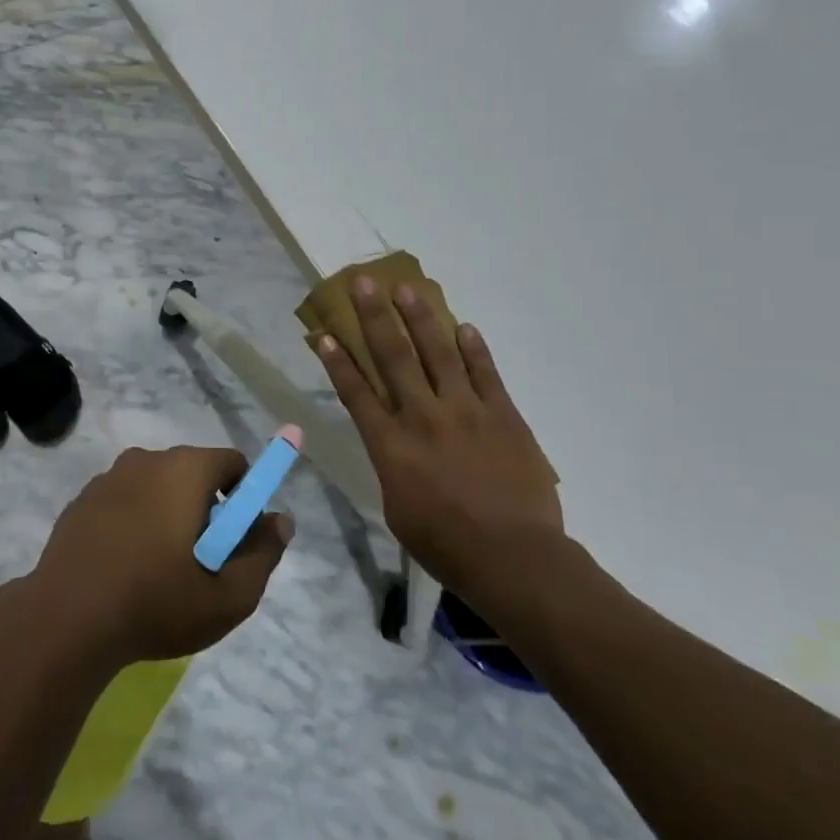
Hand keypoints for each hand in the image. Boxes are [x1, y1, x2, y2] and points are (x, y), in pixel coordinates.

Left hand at [32, 445, 292, 665]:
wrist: (66, 620)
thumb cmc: (156, 603)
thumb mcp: (229, 596)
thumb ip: (263, 553)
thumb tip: (281, 521)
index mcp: (184, 469)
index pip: (232, 462)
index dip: (244, 498)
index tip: (235, 540)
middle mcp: (145, 459)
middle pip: (193, 474)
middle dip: (205, 509)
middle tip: (200, 562)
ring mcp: (108, 478)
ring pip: (156, 488)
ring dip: (167, 516)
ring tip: (159, 571)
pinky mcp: (81, 501)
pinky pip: (123, 502)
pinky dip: (133, 523)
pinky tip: (125, 568)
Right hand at [315, 278, 562, 587]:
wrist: (514, 558)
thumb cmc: (446, 544)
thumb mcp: (397, 508)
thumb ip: (393, 466)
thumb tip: (395, 443)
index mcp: (391, 445)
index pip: (357, 392)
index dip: (338, 360)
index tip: (326, 332)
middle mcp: (423, 417)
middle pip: (394, 357)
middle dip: (375, 317)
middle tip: (364, 282)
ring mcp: (466, 412)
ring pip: (439, 353)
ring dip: (421, 318)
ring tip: (408, 288)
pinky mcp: (503, 416)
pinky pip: (486, 373)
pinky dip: (474, 348)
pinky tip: (463, 326)